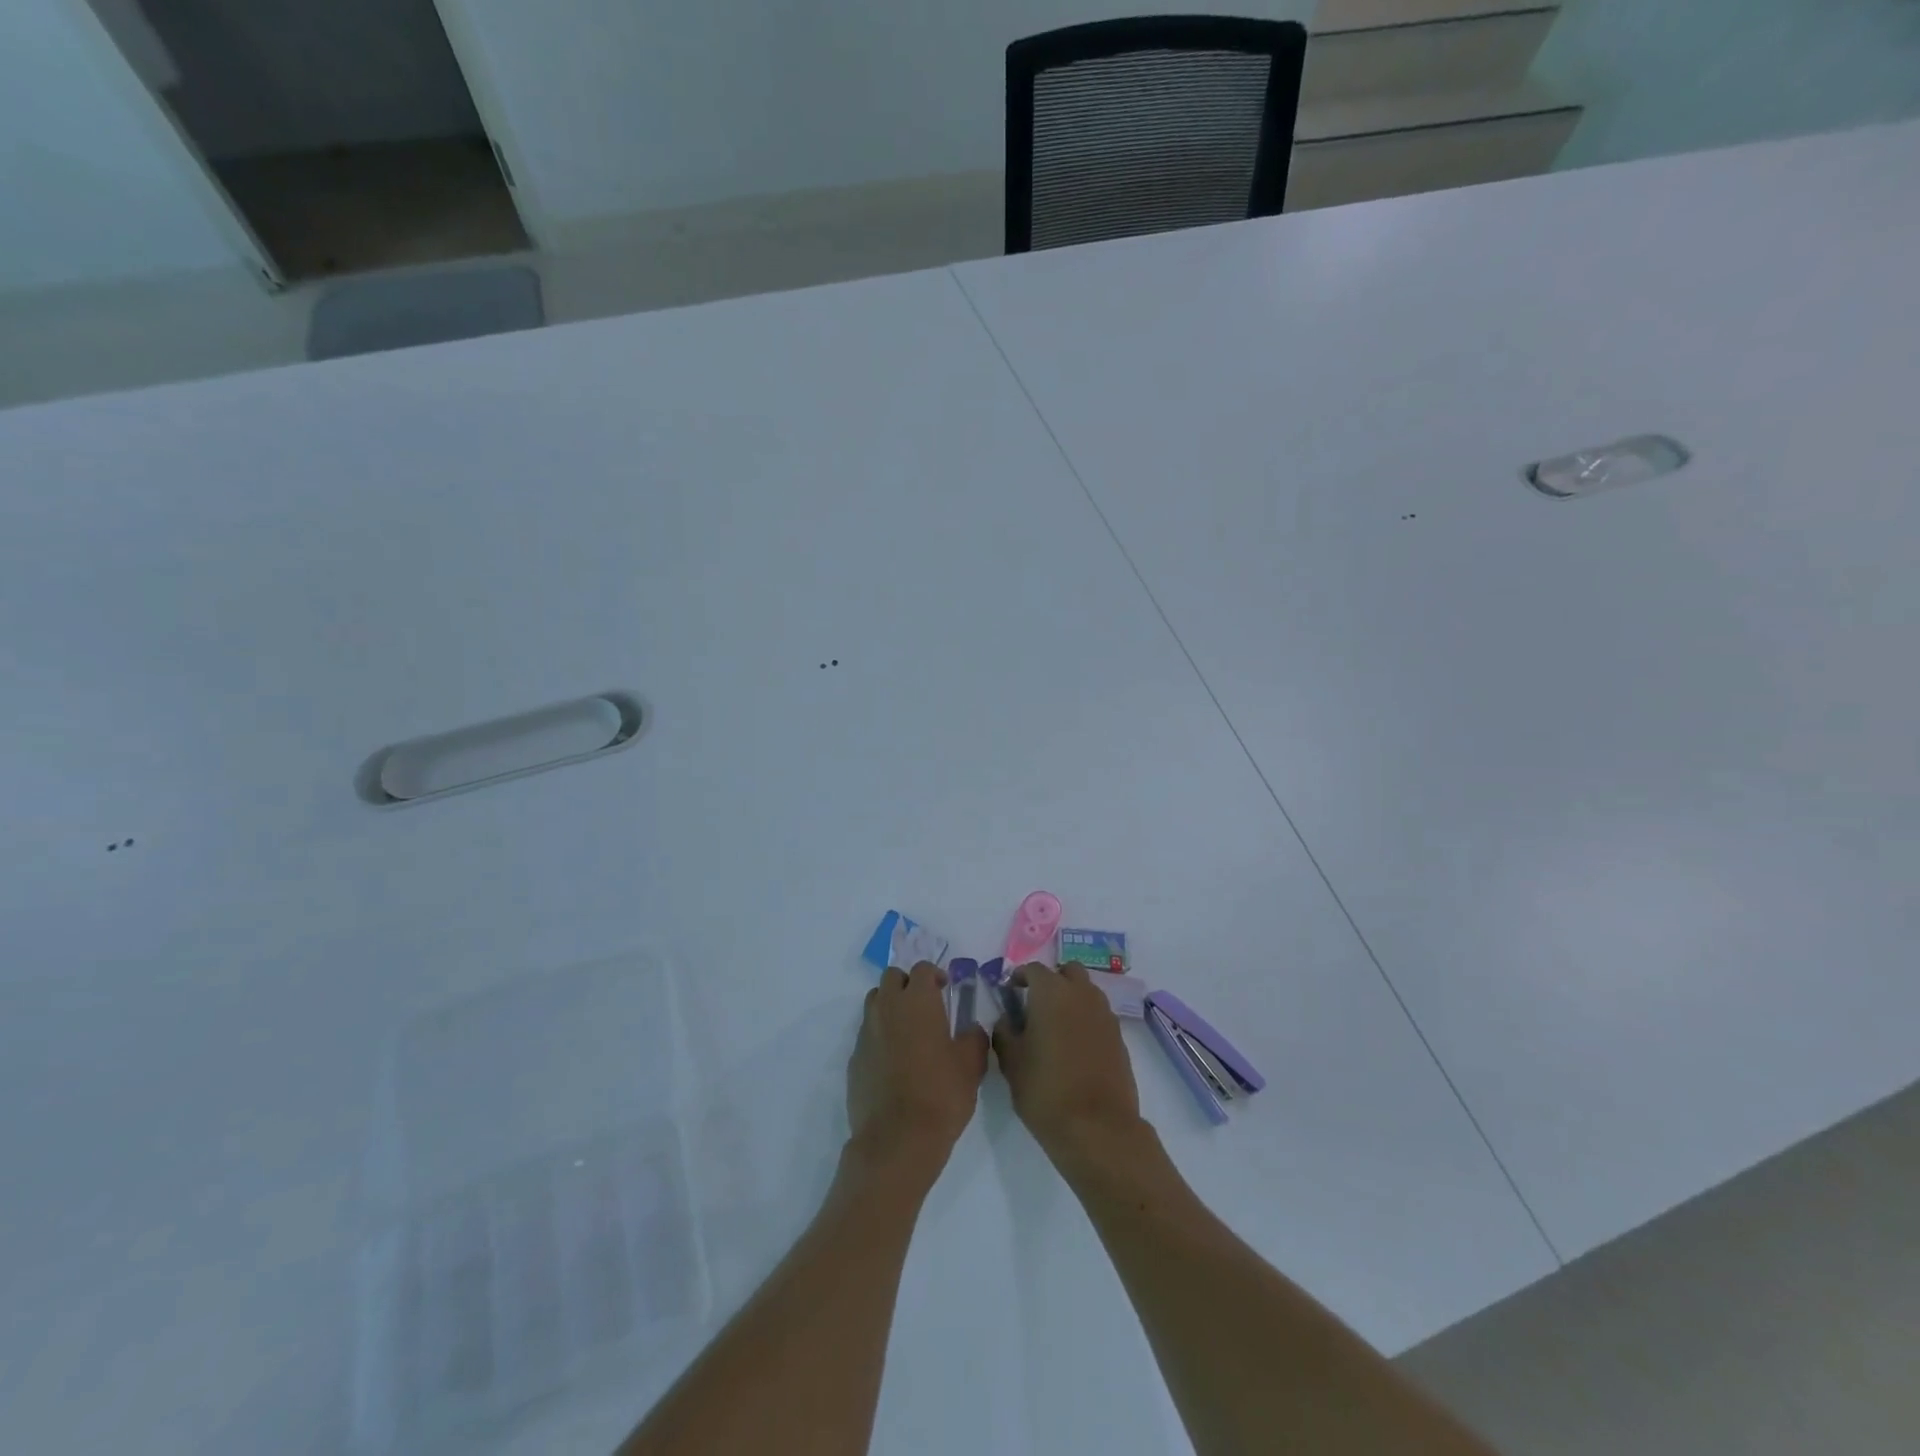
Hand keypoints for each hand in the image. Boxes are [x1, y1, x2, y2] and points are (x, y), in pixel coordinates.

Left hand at [847, 963, 989, 1180]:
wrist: (897, 1139)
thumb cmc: (941, 1094)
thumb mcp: (972, 1065)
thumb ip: (974, 1037)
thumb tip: (971, 1029)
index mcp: (917, 1001)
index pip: (922, 969)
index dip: (935, 975)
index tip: (946, 989)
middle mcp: (887, 1007)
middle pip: (892, 978)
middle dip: (908, 984)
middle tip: (925, 1005)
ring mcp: (866, 1032)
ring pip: (875, 1001)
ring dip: (890, 1005)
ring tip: (908, 1029)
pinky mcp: (854, 1058)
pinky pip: (867, 1033)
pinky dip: (879, 1035)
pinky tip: (894, 1060)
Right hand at [993, 962, 1148, 1169]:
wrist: (1098, 1128)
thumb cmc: (1046, 1091)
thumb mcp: (1012, 1063)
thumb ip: (1005, 1033)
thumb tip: (1007, 1019)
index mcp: (1052, 992)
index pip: (1034, 969)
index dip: (1019, 977)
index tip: (1010, 993)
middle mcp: (1082, 994)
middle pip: (1068, 972)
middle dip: (1052, 980)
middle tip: (1036, 1004)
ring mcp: (1105, 1015)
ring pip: (1087, 992)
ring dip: (1072, 998)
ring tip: (1055, 1027)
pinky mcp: (1120, 1038)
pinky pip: (1099, 1016)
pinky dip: (1086, 1020)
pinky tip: (1075, 1048)